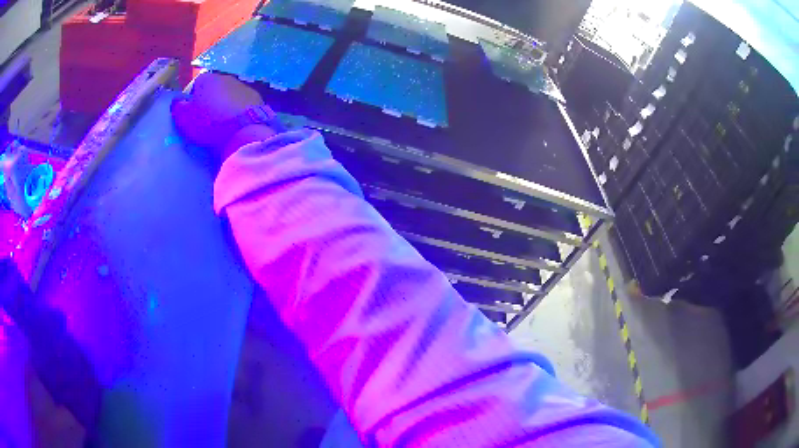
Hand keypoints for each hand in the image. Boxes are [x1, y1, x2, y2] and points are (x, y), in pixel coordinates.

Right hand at [171, 73, 275, 161]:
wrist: (244, 129)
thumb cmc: (209, 122)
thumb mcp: (185, 118)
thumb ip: (178, 108)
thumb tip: (177, 100)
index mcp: (207, 79)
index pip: (196, 85)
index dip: (193, 99)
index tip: (193, 114)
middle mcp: (226, 77)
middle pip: (214, 88)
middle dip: (211, 100)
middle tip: (208, 119)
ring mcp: (243, 86)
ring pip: (230, 94)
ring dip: (226, 104)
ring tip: (224, 123)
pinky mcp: (257, 97)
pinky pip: (243, 103)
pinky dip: (240, 111)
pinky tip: (238, 124)